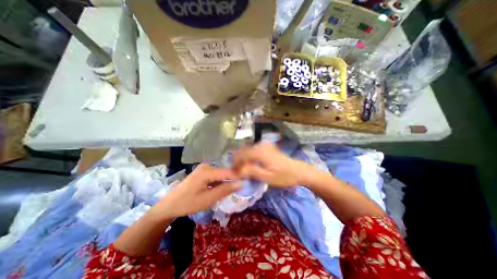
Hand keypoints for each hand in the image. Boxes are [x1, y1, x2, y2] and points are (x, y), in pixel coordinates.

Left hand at [154, 163, 242, 219]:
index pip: (228, 172)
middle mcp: (206, 166)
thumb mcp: (208, 199)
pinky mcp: (202, 172)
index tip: (247, 183)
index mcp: (207, 171)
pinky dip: (219, 182)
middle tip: (238, 189)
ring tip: (230, 190)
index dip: (238, 177)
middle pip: (224, 172)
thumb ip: (225, 190)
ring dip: (225, 182)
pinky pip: (215, 175)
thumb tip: (240, 184)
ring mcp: (204, 168)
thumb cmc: (188, 203)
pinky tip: (219, 189)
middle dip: (232, 180)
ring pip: (220, 174)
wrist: (168, 205)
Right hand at [232, 142, 308, 186]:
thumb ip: (251, 172)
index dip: (234, 163)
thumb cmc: (284, 176)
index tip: (232, 172)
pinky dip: (249, 157)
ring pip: (247, 150)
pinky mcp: (267, 147)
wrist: (298, 170)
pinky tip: (250, 164)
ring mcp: (264, 145)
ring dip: (243, 159)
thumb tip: (237, 170)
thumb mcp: (267, 177)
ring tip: (243, 170)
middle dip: (237, 161)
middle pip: (243, 151)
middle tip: (237, 172)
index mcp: (260, 152)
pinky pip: (253, 150)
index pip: (241, 155)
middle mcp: (260, 145)